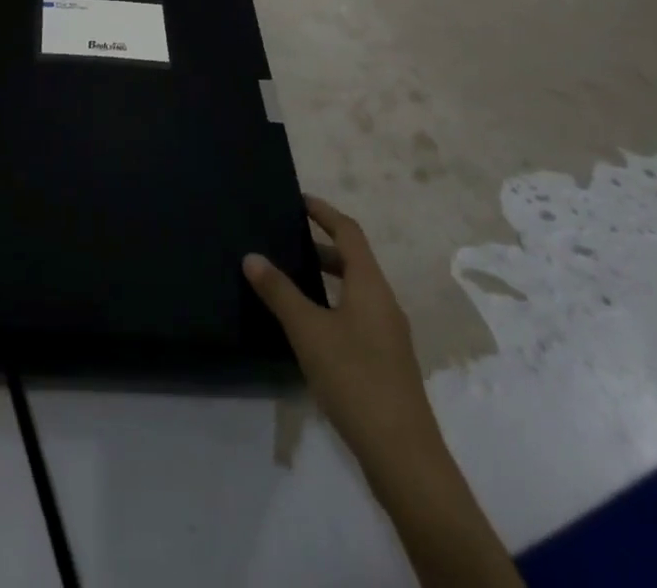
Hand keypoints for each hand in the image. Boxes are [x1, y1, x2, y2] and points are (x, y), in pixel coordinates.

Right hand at [246, 196, 522, 587]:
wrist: (404, 457)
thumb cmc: (356, 379)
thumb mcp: (308, 331)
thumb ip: (279, 292)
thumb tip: (252, 256)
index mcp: (370, 285)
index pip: (348, 232)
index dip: (324, 212)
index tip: (298, 200)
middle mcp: (384, 302)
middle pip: (353, 260)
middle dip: (321, 245)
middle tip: (286, 239)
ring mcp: (389, 334)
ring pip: (355, 290)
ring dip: (327, 277)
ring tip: (290, 278)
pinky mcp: (387, 362)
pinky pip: (357, 315)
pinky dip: (332, 304)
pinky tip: (309, 326)